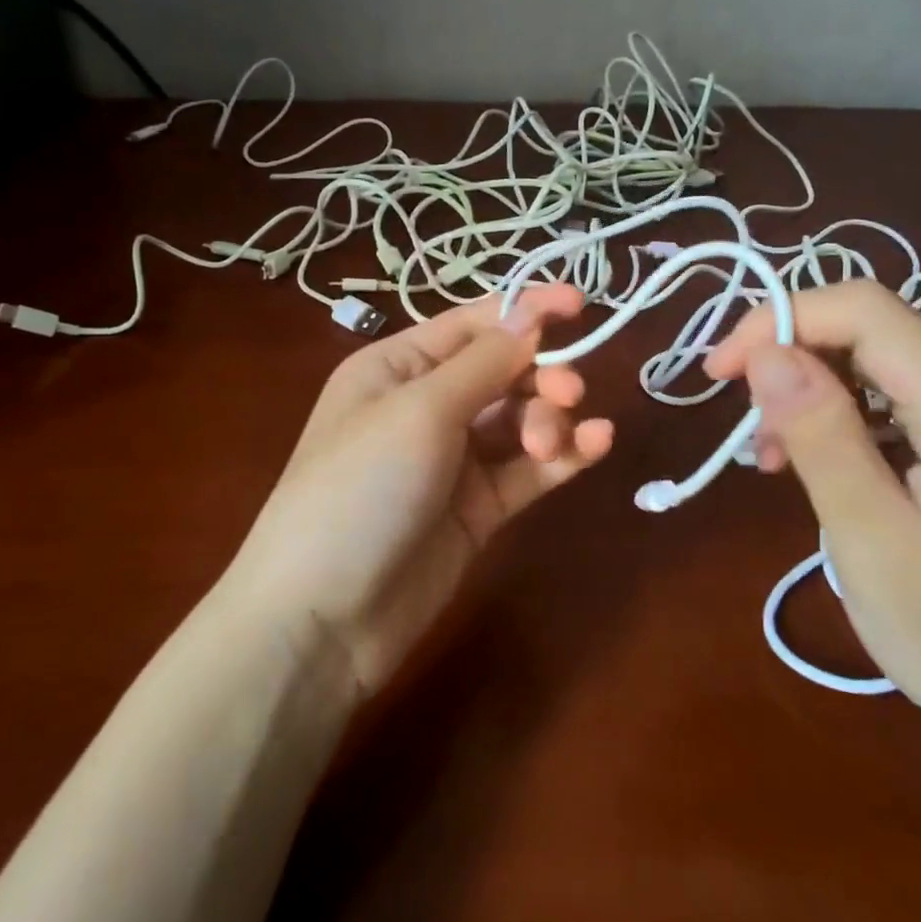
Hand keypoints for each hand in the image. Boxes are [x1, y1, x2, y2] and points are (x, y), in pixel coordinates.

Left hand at [225, 285, 614, 696]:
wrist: (323, 618)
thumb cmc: (360, 489)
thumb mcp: (419, 412)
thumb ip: (484, 364)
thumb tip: (531, 317)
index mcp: (397, 367)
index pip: (472, 324)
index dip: (526, 310)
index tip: (581, 303)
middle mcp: (425, 405)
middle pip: (503, 371)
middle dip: (540, 375)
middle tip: (568, 393)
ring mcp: (454, 460)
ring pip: (520, 419)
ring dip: (548, 419)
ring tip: (551, 444)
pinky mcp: (478, 508)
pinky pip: (527, 470)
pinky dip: (562, 455)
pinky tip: (597, 444)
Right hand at [705, 279, 920, 737]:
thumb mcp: (874, 550)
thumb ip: (824, 442)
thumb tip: (766, 354)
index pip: (870, 314)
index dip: (784, 320)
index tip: (722, 372)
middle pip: (872, 327)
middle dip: (791, 361)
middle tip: (749, 434)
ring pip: (876, 351)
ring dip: (809, 387)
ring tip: (775, 456)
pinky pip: (894, 380)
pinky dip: (840, 406)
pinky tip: (817, 454)